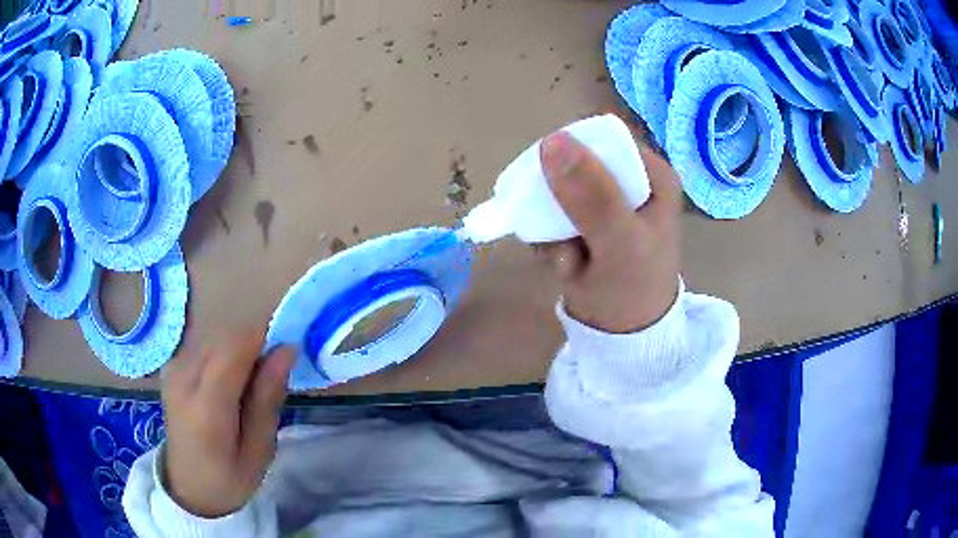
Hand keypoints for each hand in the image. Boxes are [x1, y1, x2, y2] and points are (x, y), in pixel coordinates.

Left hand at [161, 329, 294, 517]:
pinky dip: (223, 356)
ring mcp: (173, 368)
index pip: (235, 347)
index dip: (264, 341)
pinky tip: (225, 385)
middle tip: (265, 384)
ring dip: (238, 352)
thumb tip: (286, 349)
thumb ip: (268, 398)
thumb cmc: (230, 477)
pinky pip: (205, 344)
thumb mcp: (260, 450)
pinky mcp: (171, 365)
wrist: (188, 485)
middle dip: (253, 348)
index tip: (283, 360)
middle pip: (226, 337)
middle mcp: (183, 378)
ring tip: (244, 389)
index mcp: (206, 408)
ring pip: (217, 336)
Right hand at [538, 127, 681, 333]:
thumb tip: (552, 140)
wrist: (622, 338)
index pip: (604, 140)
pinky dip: (551, 242)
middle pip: (575, 166)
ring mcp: (607, 204)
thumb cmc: (633, 290)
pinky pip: (553, 218)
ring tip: (570, 262)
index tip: (554, 188)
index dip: (574, 157)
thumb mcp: (619, 242)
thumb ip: (592, 194)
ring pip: (558, 193)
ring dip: (553, 228)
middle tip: (565, 238)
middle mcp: (630, 182)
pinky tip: (566, 267)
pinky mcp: (587, 225)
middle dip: (559, 203)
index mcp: (652, 175)